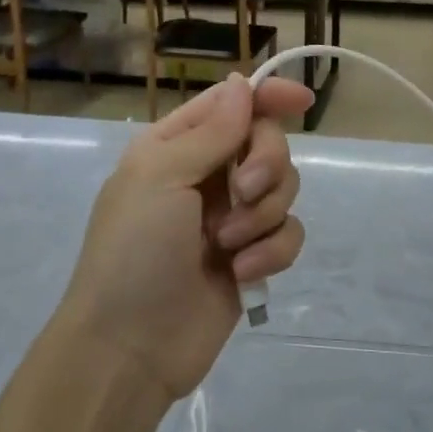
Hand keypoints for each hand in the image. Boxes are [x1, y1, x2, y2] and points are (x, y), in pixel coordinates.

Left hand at [54, 73, 312, 402]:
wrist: (129, 348)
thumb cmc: (133, 251)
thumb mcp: (161, 177)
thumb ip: (211, 131)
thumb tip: (242, 83)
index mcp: (176, 147)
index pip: (232, 104)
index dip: (269, 96)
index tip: (304, 101)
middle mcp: (207, 175)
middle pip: (267, 142)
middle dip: (265, 164)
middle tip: (243, 192)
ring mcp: (232, 218)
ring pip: (284, 188)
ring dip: (263, 213)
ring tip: (228, 245)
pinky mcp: (253, 257)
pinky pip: (288, 233)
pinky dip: (271, 251)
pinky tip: (242, 273)